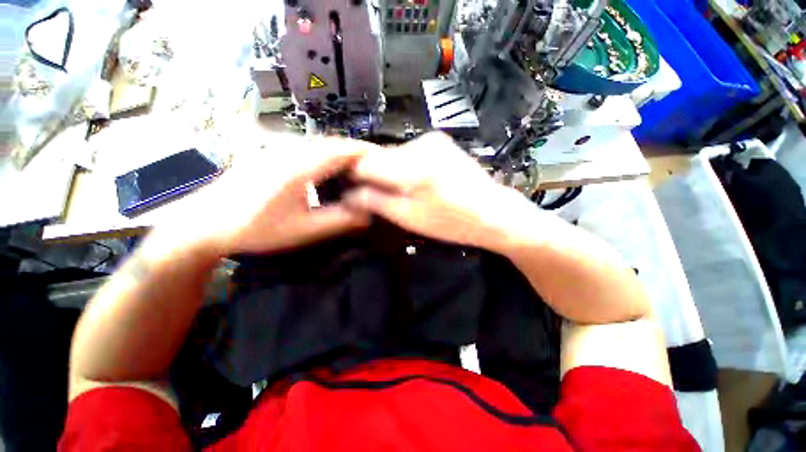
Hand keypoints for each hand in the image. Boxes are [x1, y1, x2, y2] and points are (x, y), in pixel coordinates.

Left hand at [163, 134, 371, 255]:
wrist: (203, 223)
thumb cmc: (254, 228)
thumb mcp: (302, 230)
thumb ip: (338, 221)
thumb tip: (368, 214)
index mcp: (300, 167)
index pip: (342, 150)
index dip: (366, 151)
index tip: (385, 160)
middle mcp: (290, 151)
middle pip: (333, 144)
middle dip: (357, 152)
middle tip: (376, 167)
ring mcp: (278, 151)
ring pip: (320, 146)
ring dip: (342, 154)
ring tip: (359, 169)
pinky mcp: (271, 156)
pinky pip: (308, 151)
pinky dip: (327, 157)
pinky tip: (330, 172)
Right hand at [344, 133, 531, 250]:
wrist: (495, 212)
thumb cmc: (453, 222)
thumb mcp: (409, 218)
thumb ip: (375, 202)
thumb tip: (348, 194)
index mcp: (411, 167)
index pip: (364, 162)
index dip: (352, 175)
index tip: (349, 189)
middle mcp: (419, 144)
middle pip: (379, 156)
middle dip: (373, 176)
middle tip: (377, 197)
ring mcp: (432, 140)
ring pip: (394, 155)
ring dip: (390, 172)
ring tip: (403, 193)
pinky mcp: (440, 142)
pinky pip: (410, 153)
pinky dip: (405, 167)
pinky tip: (418, 183)